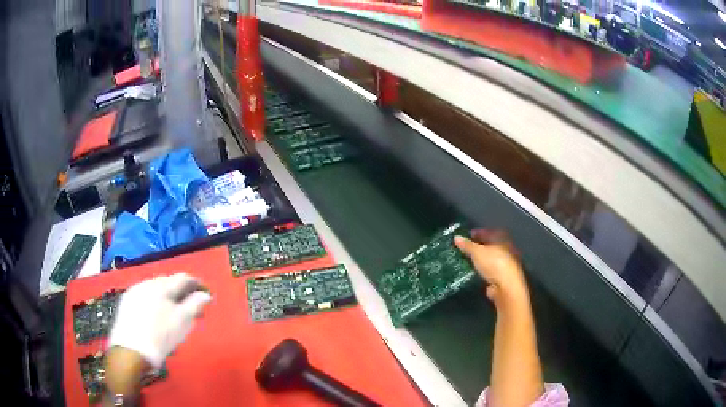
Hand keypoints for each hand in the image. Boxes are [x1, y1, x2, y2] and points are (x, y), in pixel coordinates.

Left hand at [108, 273, 211, 368]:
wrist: (130, 350)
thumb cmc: (161, 336)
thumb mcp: (183, 321)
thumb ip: (195, 304)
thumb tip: (205, 295)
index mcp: (161, 285)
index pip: (183, 278)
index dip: (197, 284)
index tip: (207, 294)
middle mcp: (146, 283)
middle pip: (168, 284)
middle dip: (182, 294)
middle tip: (193, 309)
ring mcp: (134, 292)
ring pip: (156, 292)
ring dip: (168, 300)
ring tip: (175, 316)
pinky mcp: (126, 304)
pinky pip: (145, 299)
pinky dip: (155, 305)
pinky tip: (157, 319)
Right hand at [454, 230, 527, 306]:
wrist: (506, 287)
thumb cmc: (494, 264)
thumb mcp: (477, 252)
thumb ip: (467, 245)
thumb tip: (456, 237)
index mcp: (502, 239)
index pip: (489, 232)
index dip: (477, 233)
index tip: (466, 236)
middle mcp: (506, 250)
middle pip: (490, 245)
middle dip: (478, 247)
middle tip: (464, 248)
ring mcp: (505, 264)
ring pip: (489, 258)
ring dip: (479, 259)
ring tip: (466, 260)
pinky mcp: (501, 277)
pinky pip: (489, 270)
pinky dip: (482, 270)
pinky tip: (473, 272)